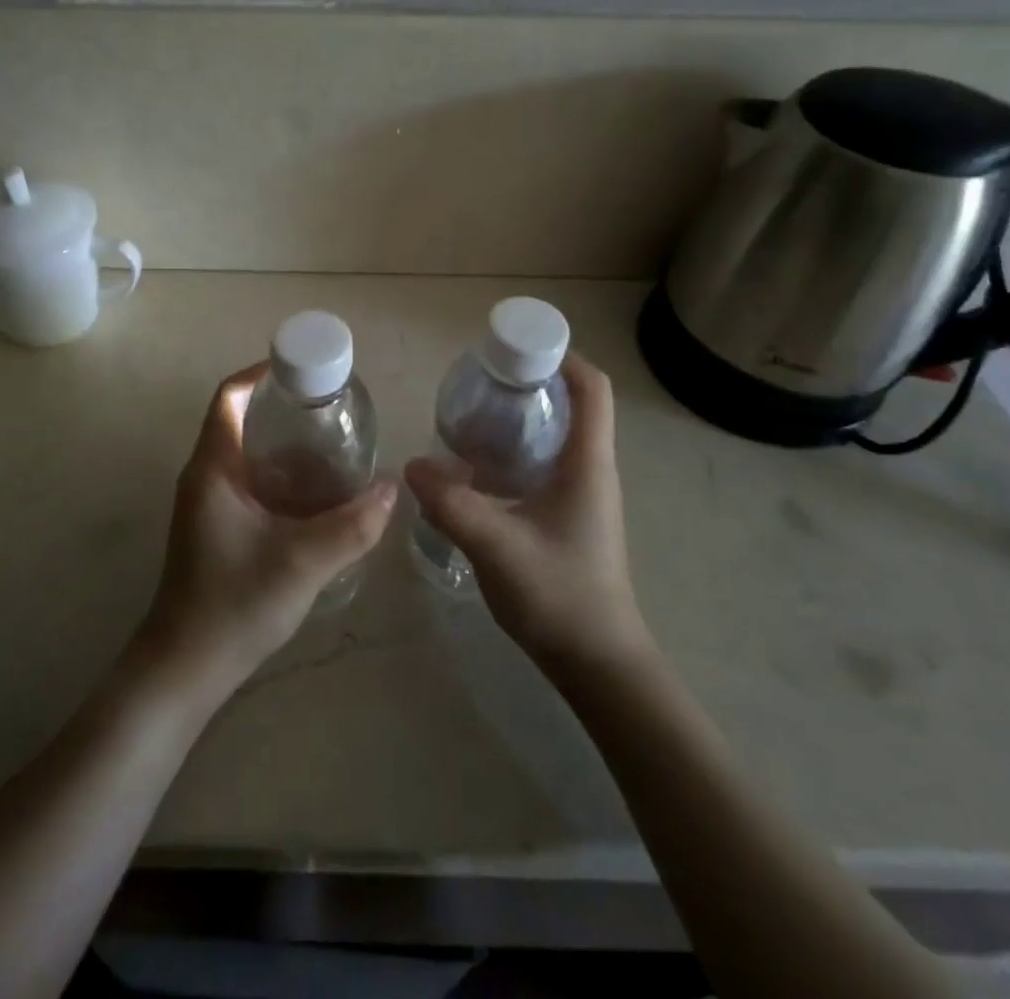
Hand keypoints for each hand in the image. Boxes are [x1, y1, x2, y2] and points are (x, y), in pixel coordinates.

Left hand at [135, 364, 395, 697]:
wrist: (186, 667)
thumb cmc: (235, 604)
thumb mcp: (303, 563)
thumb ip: (353, 526)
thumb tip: (392, 487)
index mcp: (213, 468)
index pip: (229, 397)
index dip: (261, 373)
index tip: (304, 369)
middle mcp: (204, 476)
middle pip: (240, 420)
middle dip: (284, 409)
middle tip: (332, 410)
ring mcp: (207, 503)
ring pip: (247, 454)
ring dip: (284, 445)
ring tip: (333, 446)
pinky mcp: (215, 526)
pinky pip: (248, 482)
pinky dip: (279, 476)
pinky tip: (316, 495)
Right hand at [405, 355, 651, 676]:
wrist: (597, 662)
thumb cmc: (560, 597)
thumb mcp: (497, 546)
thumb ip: (451, 503)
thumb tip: (412, 465)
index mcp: (588, 464)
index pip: (591, 389)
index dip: (561, 356)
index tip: (513, 348)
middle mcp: (591, 470)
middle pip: (572, 404)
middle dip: (529, 381)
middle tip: (479, 379)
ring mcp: (582, 495)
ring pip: (555, 435)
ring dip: (520, 417)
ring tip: (471, 414)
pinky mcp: (568, 516)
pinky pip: (543, 464)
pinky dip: (514, 450)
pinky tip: (476, 466)